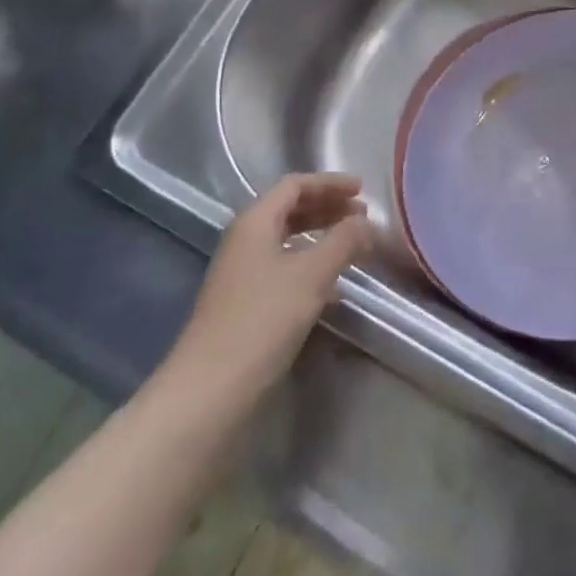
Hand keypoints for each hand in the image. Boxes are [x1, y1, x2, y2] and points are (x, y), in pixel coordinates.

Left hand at [166, 174, 373, 404]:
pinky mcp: (244, 306)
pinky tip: (333, 288)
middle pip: (290, 210)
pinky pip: (283, 270)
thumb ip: (344, 241)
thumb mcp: (311, 275)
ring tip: (353, 247)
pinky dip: (310, 267)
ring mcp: (241, 275)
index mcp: (254, 222)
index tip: (362, 190)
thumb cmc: (261, 320)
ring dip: (321, 238)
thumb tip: (368, 222)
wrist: (208, 392)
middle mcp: (244, 241)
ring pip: (287, 241)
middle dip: (327, 208)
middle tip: (361, 216)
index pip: (295, 185)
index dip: (330, 183)